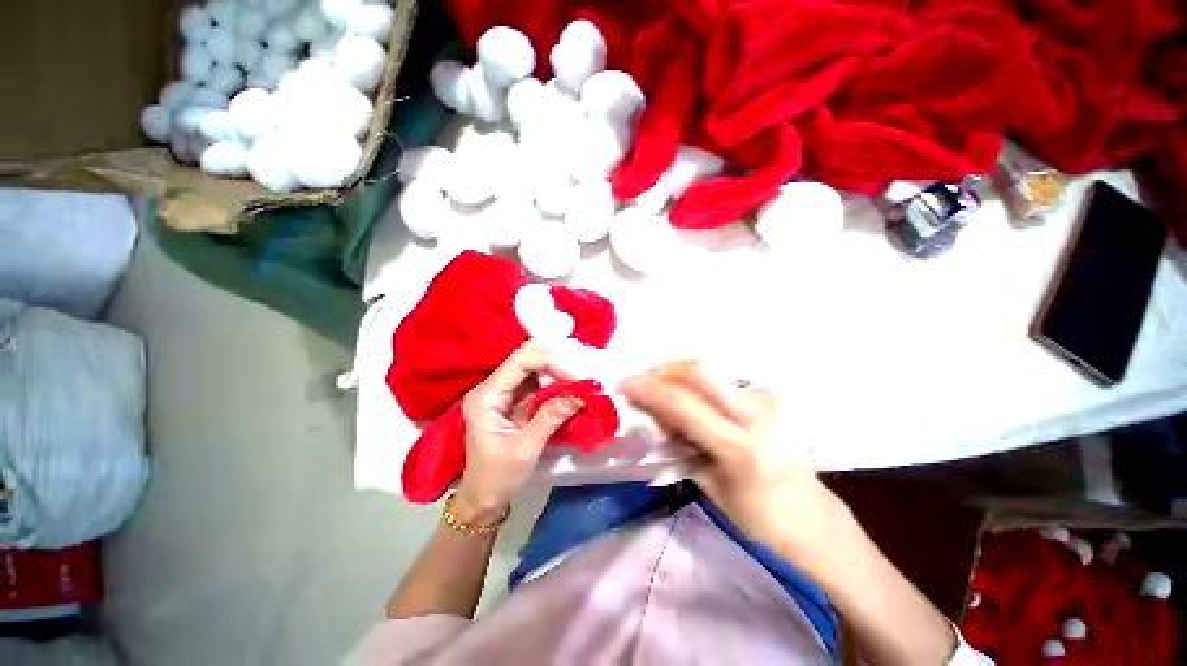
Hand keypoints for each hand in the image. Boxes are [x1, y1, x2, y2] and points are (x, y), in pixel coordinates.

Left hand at [455, 342, 582, 522]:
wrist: (483, 497)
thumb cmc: (497, 477)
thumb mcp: (525, 450)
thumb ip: (550, 418)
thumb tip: (579, 396)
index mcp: (486, 397)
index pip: (519, 362)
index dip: (549, 361)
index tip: (575, 374)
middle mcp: (492, 388)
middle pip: (525, 359)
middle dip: (555, 360)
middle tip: (582, 371)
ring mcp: (504, 393)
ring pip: (533, 367)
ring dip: (558, 369)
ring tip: (581, 375)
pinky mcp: (515, 400)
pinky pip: (537, 382)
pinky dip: (556, 381)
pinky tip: (571, 383)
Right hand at [621, 362, 844, 558]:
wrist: (814, 519)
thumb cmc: (760, 517)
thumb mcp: (710, 487)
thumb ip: (681, 446)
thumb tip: (655, 418)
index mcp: (738, 446)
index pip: (682, 404)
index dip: (648, 390)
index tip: (623, 386)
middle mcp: (754, 413)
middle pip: (699, 371)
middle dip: (662, 370)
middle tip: (640, 380)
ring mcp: (765, 401)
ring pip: (710, 372)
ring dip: (677, 375)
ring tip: (658, 389)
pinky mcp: (768, 398)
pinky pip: (721, 381)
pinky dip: (695, 383)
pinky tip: (686, 396)